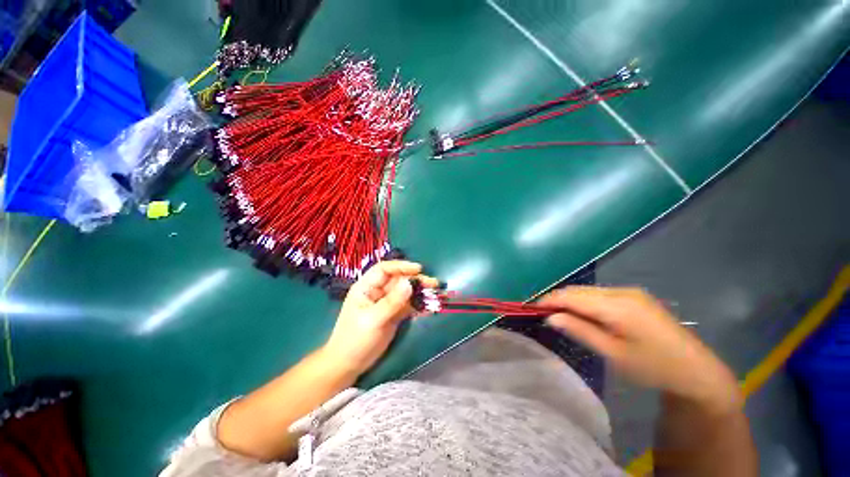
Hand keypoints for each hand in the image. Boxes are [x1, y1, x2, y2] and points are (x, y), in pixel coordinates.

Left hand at [322, 261, 437, 375]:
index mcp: (367, 287)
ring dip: (420, 292)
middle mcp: (378, 292)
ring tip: (435, 294)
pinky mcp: (394, 314)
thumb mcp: (373, 320)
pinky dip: (419, 305)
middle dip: (416, 280)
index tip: (419, 269)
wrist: (349, 365)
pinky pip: (408, 305)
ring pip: (406, 292)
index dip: (401, 266)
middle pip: (399, 280)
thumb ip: (392, 302)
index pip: (384, 269)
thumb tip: (409, 283)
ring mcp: (387, 303)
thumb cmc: (355, 340)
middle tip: (433, 284)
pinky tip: (429, 308)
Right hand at [539, 286, 740, 413]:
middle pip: (579, 290)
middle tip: (544, 313)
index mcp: (617, 306)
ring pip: (588, 290)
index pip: (572, 296)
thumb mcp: (613, 353)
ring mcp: (631, 292)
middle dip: (558, 299)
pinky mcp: (635, 297)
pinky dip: (585, 301)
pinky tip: (583, 314)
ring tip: (560, 315)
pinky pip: (600, 294)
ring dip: (571, 300)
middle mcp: (622, 292)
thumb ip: (580, 331)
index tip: (531, 308)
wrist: (697, 371)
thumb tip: (551, 317)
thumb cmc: (653, 367)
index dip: (549, 300)